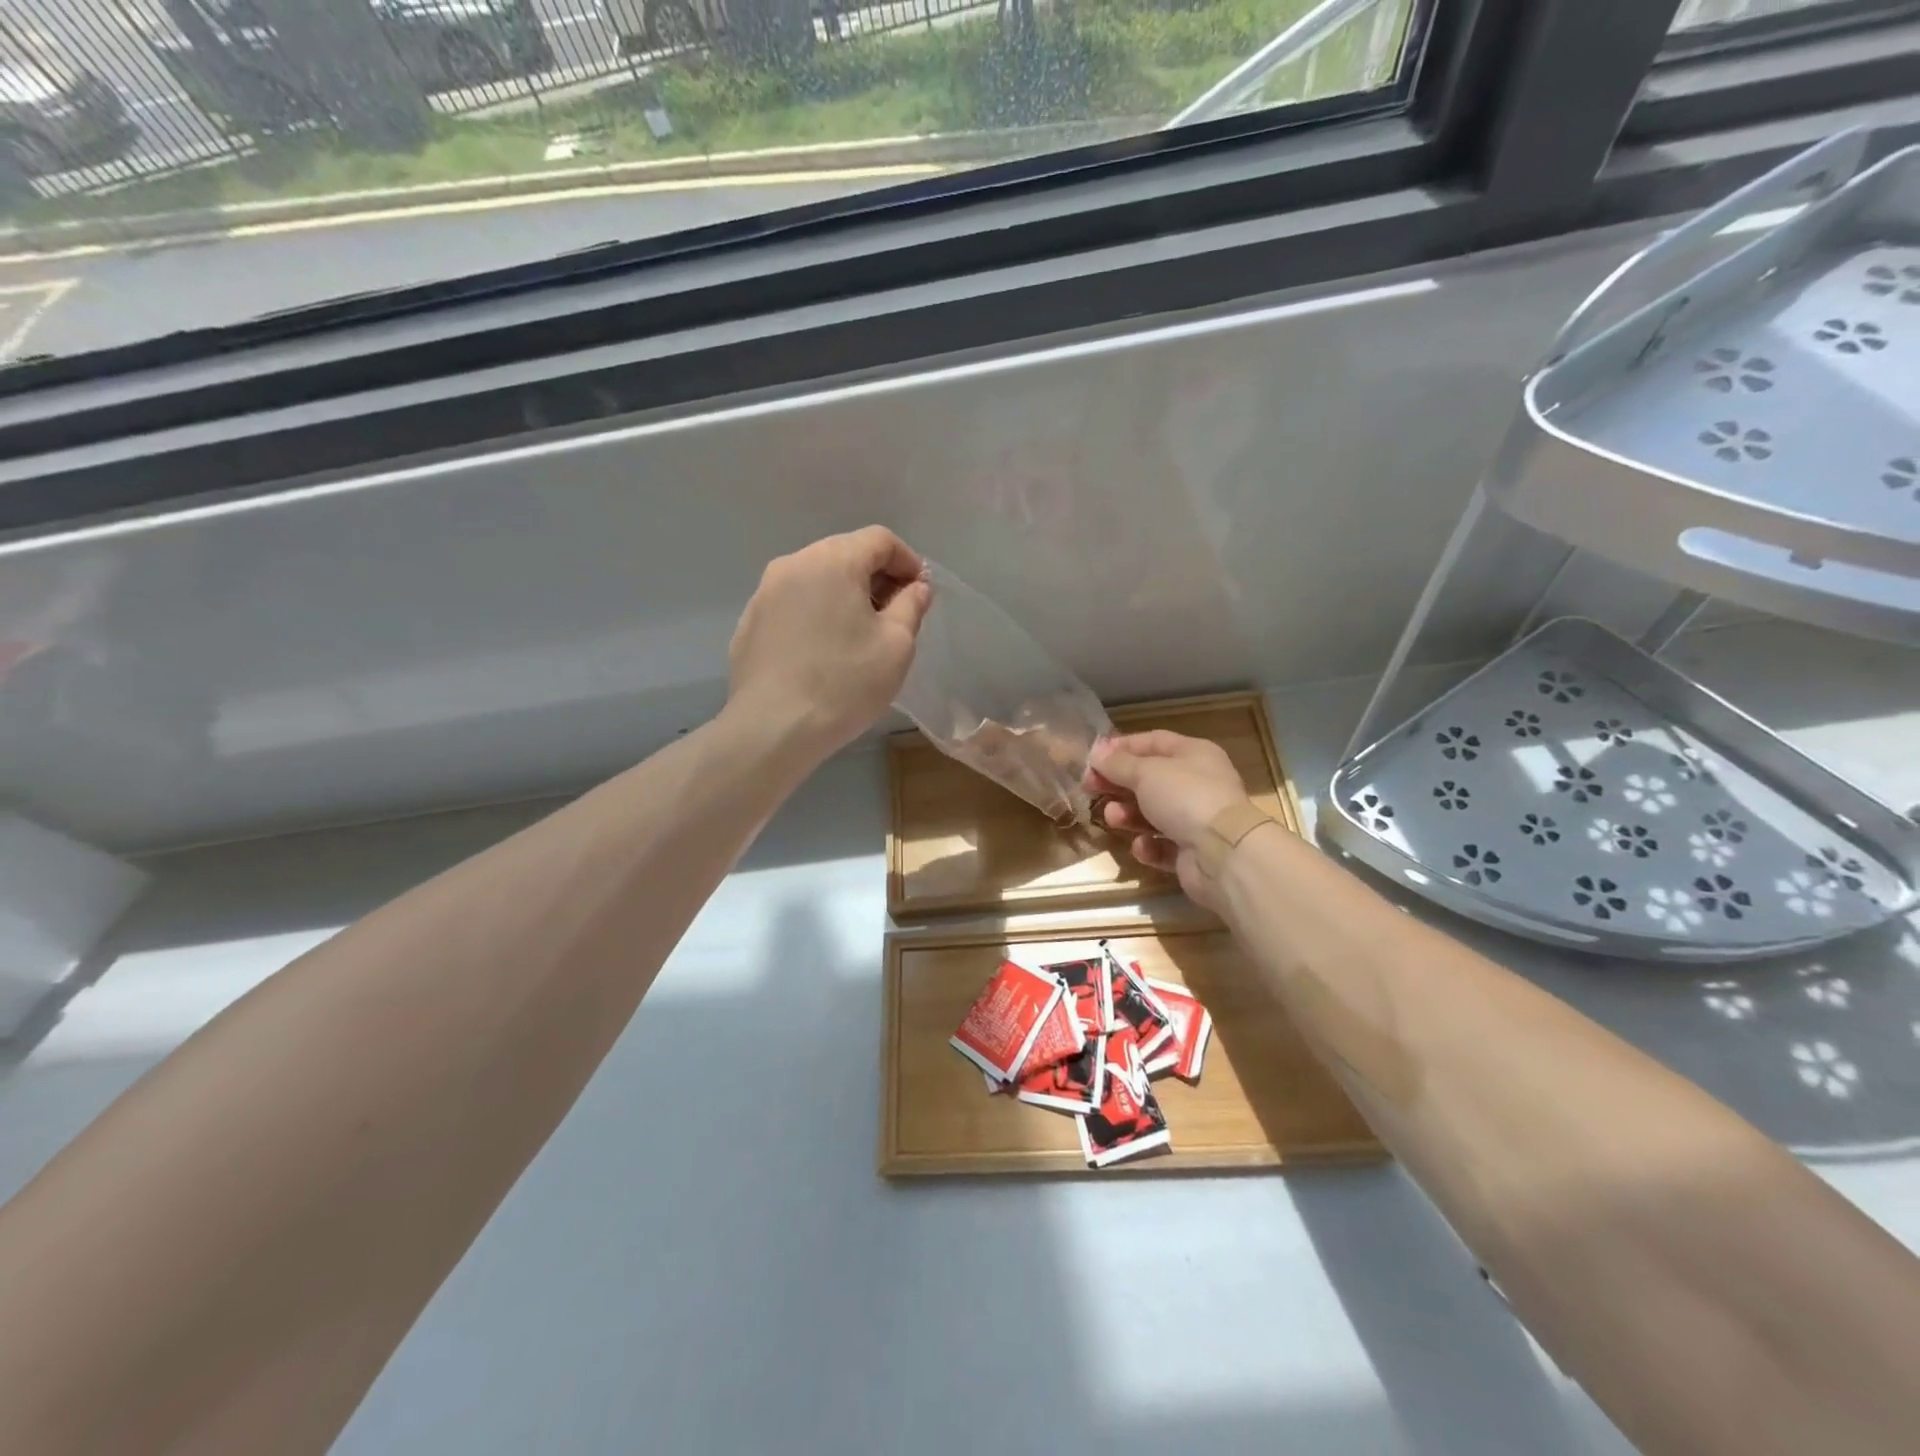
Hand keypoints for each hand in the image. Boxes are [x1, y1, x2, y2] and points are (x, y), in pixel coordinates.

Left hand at [727, 526, 931, 757]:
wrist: (773, 728)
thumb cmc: (845, 683)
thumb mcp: (896, 645)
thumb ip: (911, 605)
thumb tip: (915, 587)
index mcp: (832, 560)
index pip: (879, 540)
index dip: (907, 561)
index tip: (920, 593)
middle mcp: (793, 564)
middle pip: (844, 554)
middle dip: (876, 577)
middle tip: (894, 616)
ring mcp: (764, 594)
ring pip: (816, 580)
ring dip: (844, 596)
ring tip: (859, 636)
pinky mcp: (749, 624)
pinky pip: (793, 606)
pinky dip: (815, 615)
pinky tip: (823, 653)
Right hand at [1088, 731, 1249, 909]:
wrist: (1224, 854)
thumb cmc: (1185, 798)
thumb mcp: (1146, 773)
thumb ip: (1118, 764)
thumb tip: (1096, 752)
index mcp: (1194, 754)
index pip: (1153, 741)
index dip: (1122, 747)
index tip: (1093, 757)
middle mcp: (1197, 784)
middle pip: (1149, 779)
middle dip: (1118, 784)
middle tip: (1089, 788)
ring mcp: (1196, 820)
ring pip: (1152, 813)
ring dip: (1128, 815)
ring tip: (1113, 818)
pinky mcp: (1192, 853)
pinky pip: (1162, 845)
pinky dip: (1149, 846)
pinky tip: (1143, 846)